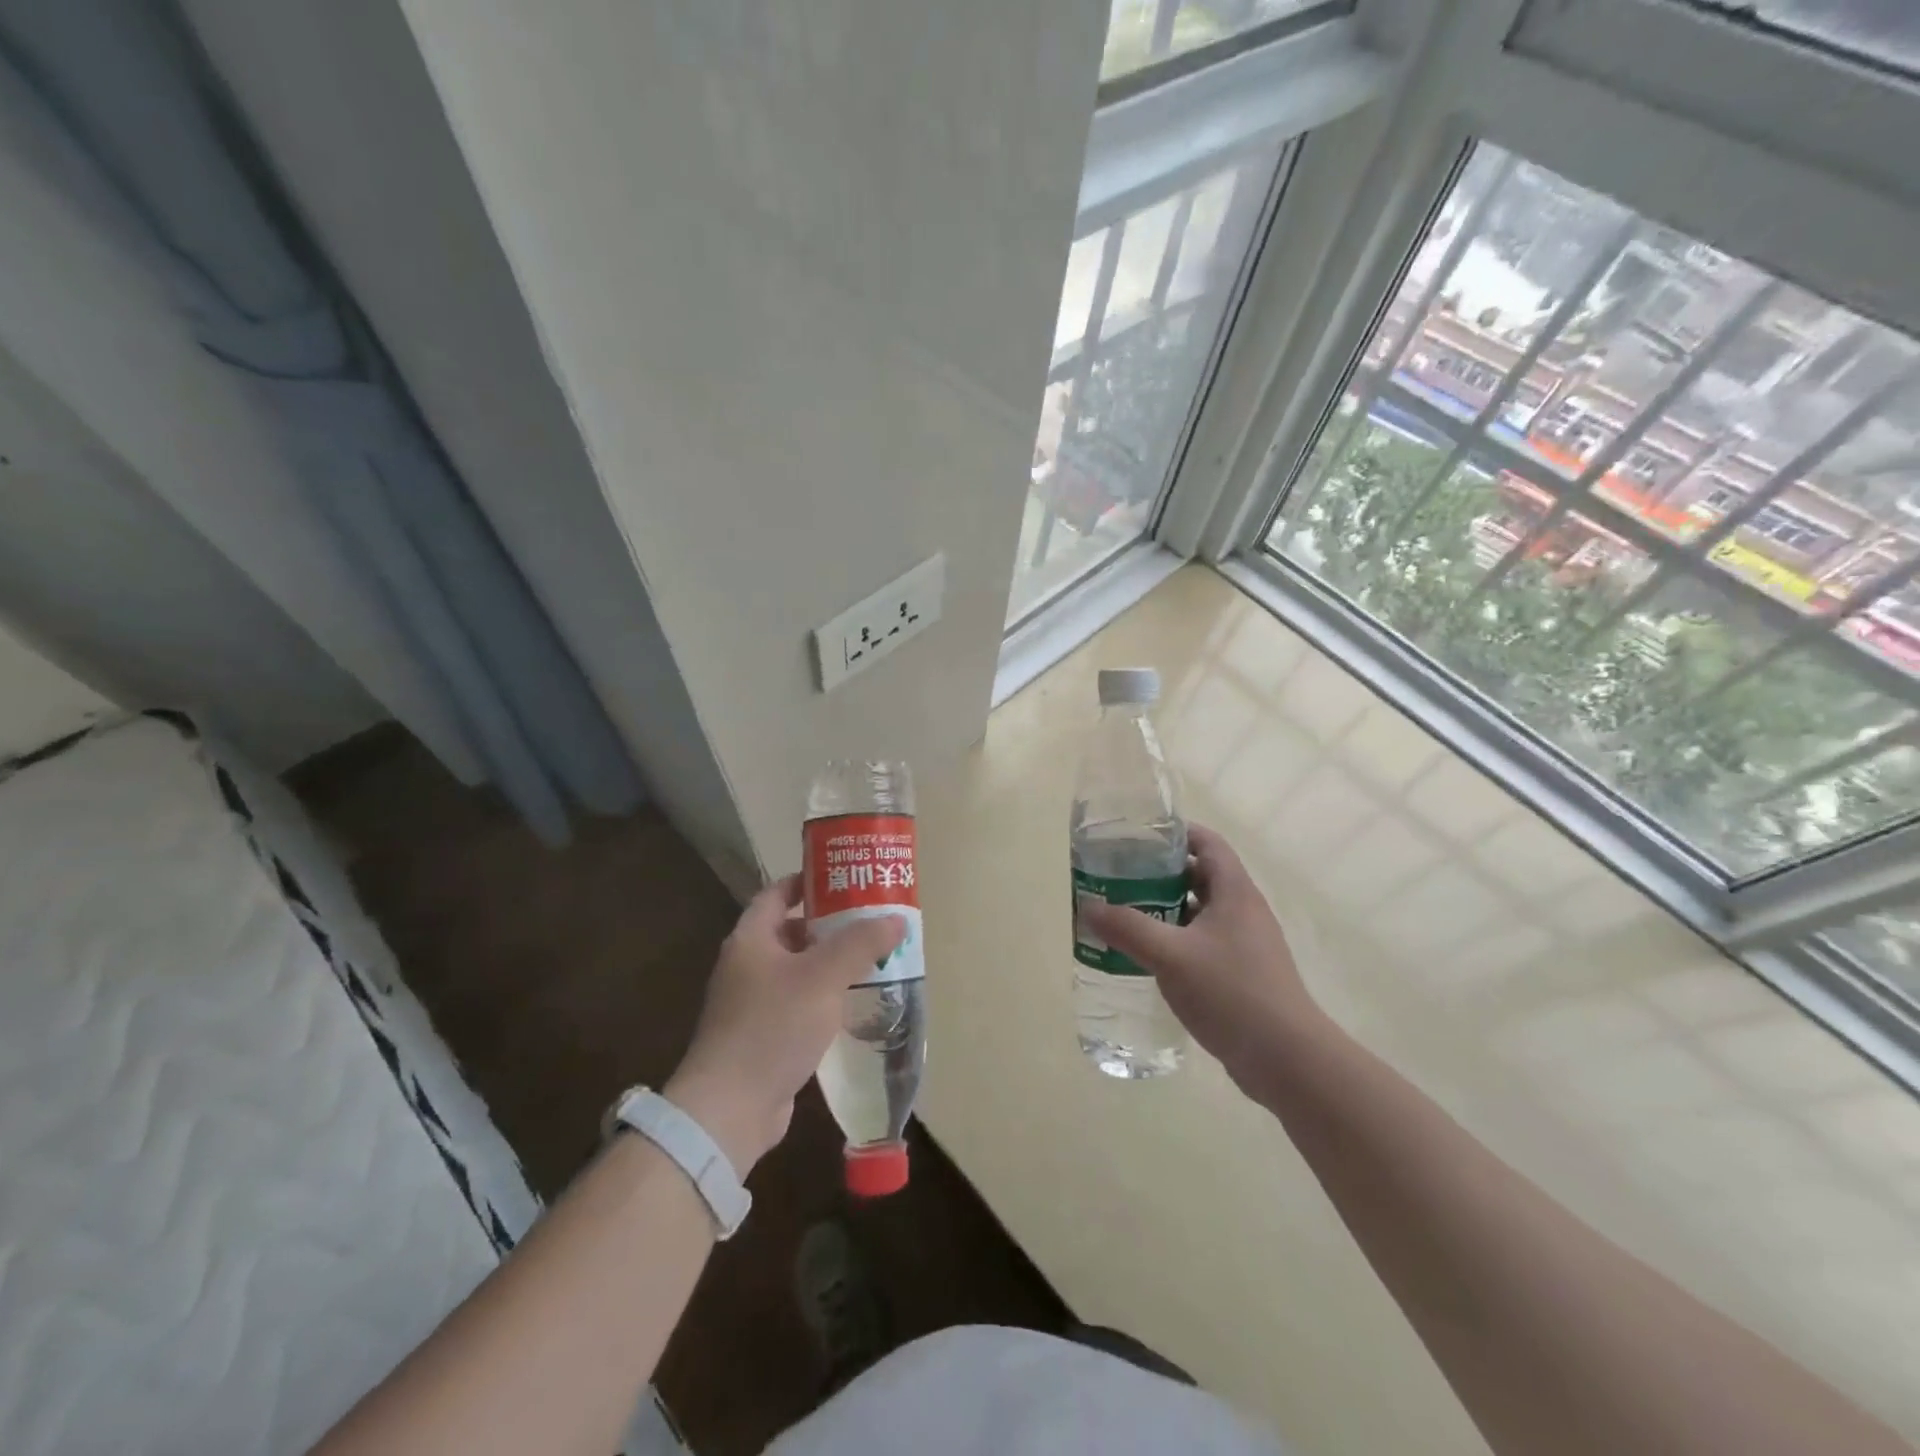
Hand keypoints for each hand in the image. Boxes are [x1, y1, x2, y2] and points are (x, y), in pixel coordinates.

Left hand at [666, 875, 903, 1174]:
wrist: (730, 1109)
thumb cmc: (772, 1026)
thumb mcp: (823, 976)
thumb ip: (860, 944)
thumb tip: (896, 919)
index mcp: (751, 939)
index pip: (777, 893)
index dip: (809, 882)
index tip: (845, 880)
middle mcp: (747, 965)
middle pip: (791, 931)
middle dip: (830, 925)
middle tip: (871, 920)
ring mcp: (752, 1003)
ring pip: (798, 970)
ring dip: (830, 964)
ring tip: (872, 958)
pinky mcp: (763, 1036)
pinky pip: (799, 1004)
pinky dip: (824, 998)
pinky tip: (853, 1003)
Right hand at [1080, 825, 1322, 1093]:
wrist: (1287, 1060)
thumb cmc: (1232, 993)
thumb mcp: (1171, 956)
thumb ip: (1128, 928)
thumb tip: (1088, 906)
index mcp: (1234, 892)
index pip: (1207, 843)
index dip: (1176, 833)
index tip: (1138, 836)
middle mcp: (1243, 911)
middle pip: (1200, 876)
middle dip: (1160, 873)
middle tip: (1120, 876)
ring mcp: (1246, 945)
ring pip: (1200, 912)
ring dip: (1166, 909)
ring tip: (1126, 914)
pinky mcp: (1242, 974)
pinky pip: (1204, 943)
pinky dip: (1176, 940)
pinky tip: (1150, 957)